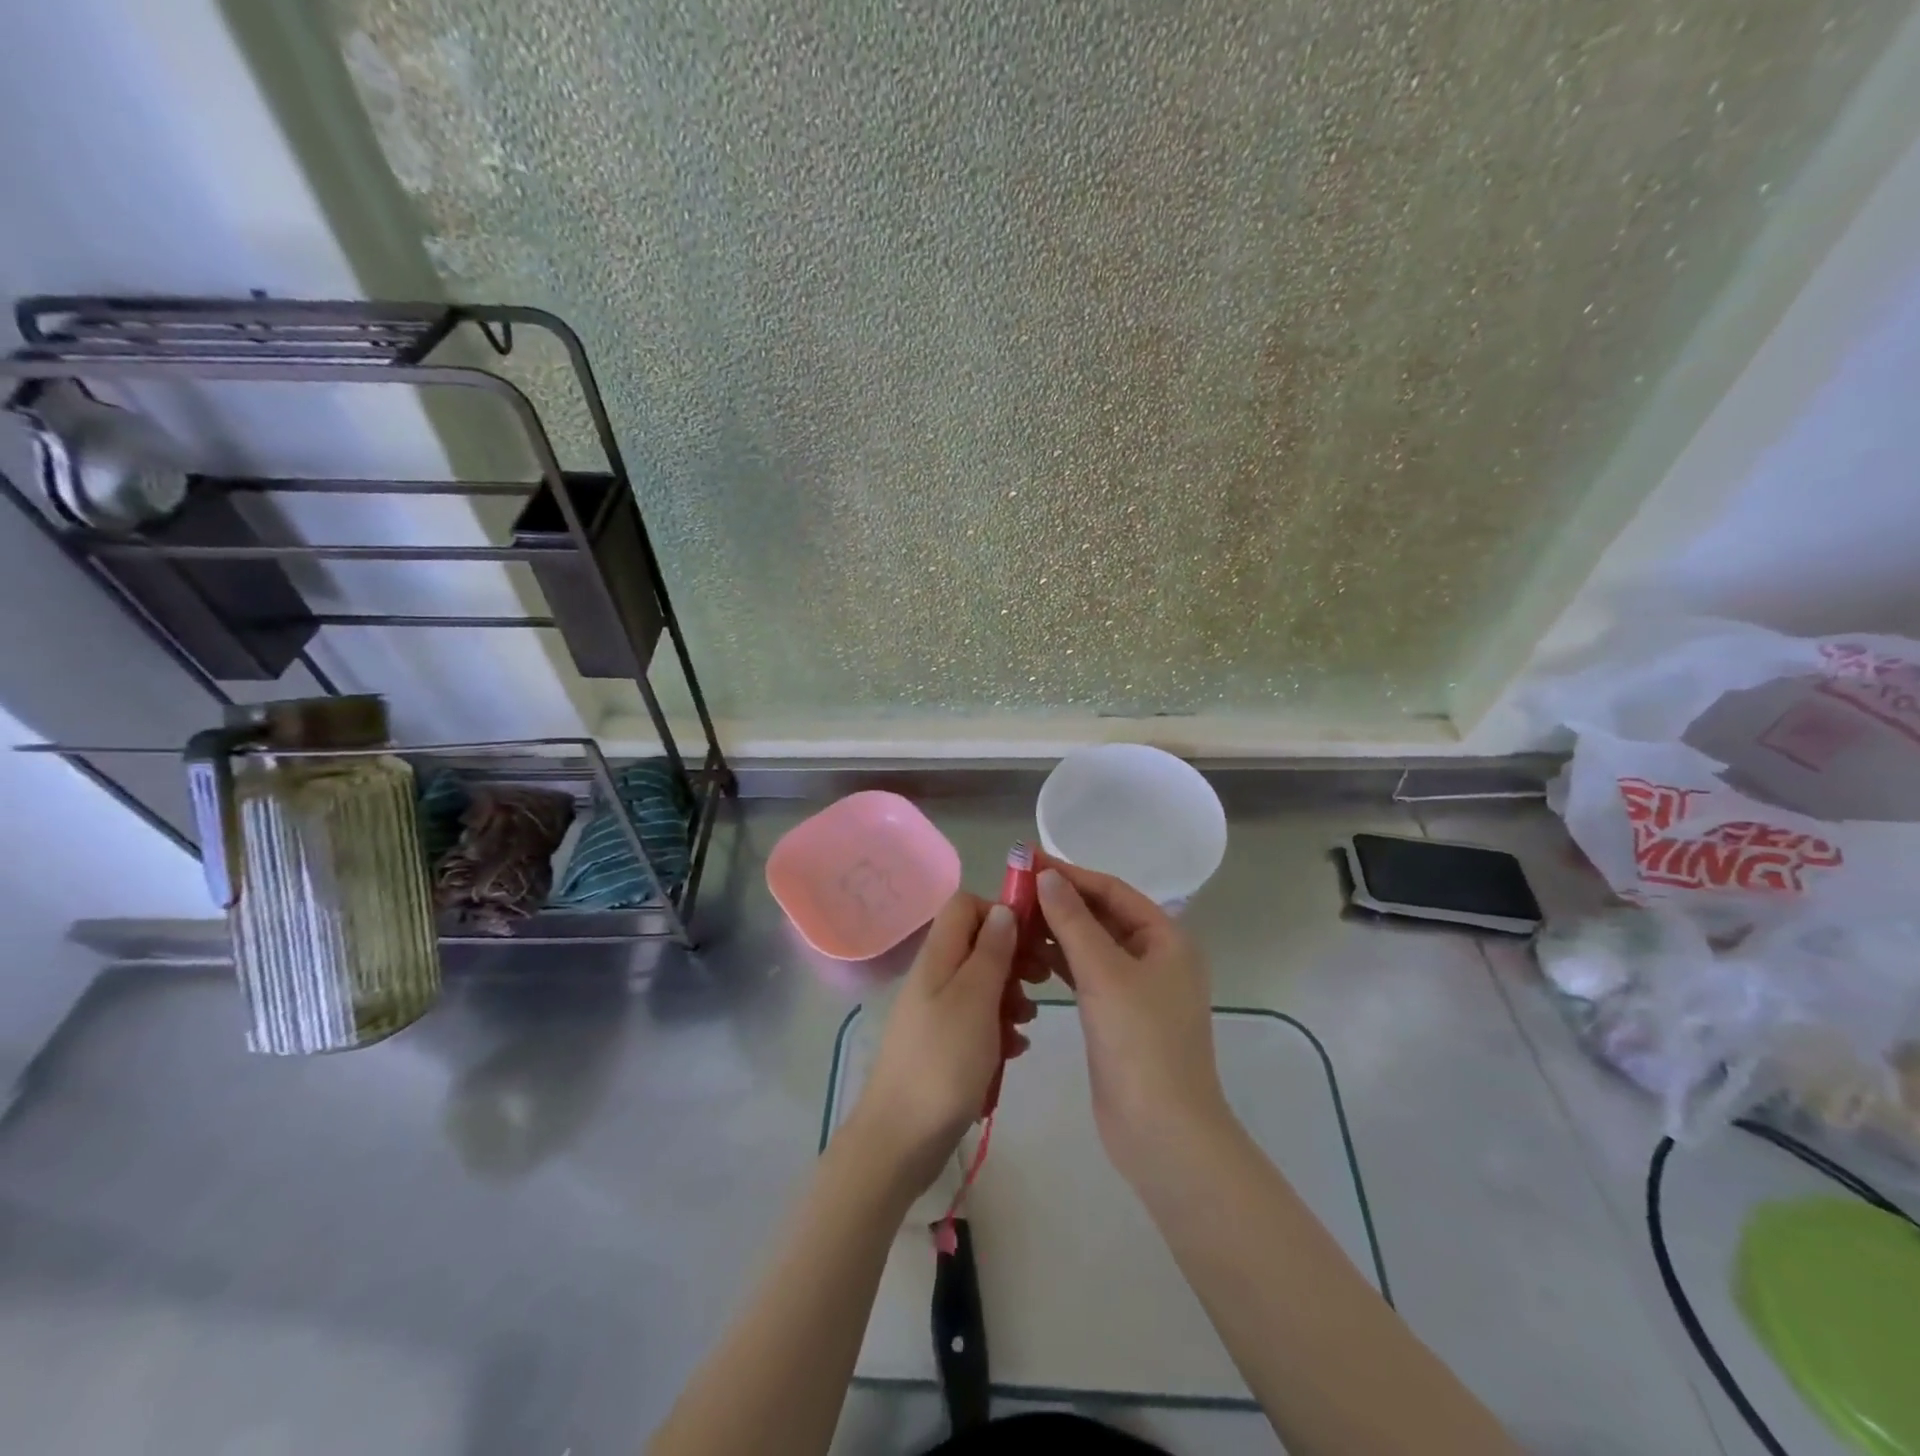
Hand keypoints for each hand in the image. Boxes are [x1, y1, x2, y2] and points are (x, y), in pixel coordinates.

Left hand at [844, 893, 1033, 1196]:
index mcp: (938, 956)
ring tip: (1027, 1024)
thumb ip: (991, 952)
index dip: (1000, 912)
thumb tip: (1003, 910)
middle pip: (978, 944)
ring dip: (1010, 997)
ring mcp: (936, 1010)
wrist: (901, 1137)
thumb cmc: (944, 1061)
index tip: (1032, 938)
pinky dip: (998, 1028)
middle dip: (1013, 958)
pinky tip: (1014, 1050)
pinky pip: (977, 1020)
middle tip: (1040, 981)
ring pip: (981, 984)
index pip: (965, 906)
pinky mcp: (943, 1043)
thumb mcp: (976, 999)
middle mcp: (934, 976)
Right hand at [1035, 860, 1233, 1188]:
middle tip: (1014, 890)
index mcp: (1166, 938)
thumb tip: (1046, 876)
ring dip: (1057, 932)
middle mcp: (1155, 956)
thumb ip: (1073, 921)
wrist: (1162, 1132)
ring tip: (1014, 919)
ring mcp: (1137, 989)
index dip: (1070, 874)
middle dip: (1060, 902)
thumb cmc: (1140, 1042)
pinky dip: (1060, 963)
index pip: (1112, 891)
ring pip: (1092, 946)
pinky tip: (1029, 956)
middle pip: (1102, 916)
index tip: (1028, 862)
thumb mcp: (1104, 973)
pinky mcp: (1118, 1016)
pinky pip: (1087, 975)